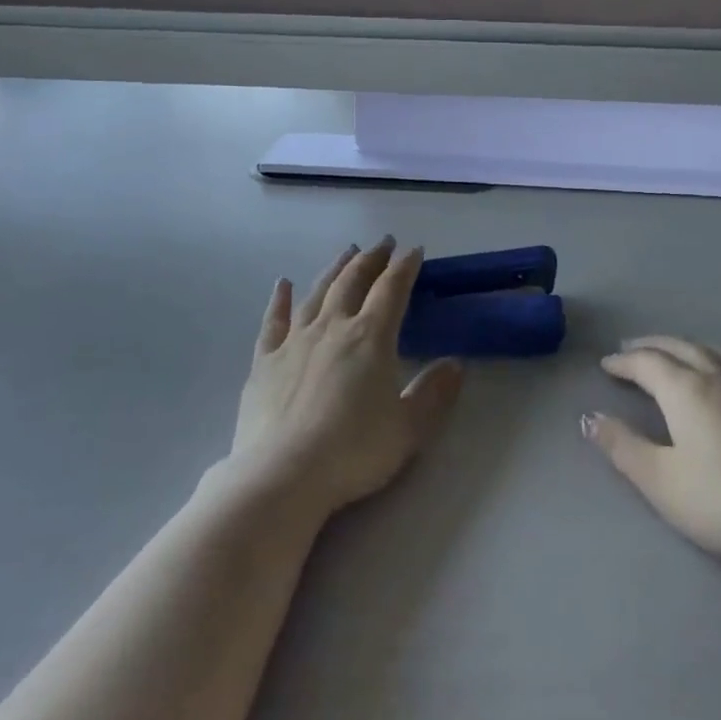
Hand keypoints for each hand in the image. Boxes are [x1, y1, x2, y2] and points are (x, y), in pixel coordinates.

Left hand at [232, 239, 463, 517]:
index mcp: (370, 337)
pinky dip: (280, 299)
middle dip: (371, 259)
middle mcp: (332, 327)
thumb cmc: (353, 451)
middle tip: (383, 244)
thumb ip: (434, 393)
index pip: (392, 290)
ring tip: (346, 252)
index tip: (414, 250)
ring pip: (317, 292)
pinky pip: (274, 320)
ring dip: (334, 269)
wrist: (282, 475)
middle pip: (353, 281)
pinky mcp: (264, 361)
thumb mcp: (408, 428)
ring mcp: (294, 341)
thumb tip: (456, 364)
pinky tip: (283, 284)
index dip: (405, 267)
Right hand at [584, 336, 720, 576]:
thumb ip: (622, 447)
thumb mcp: (662, 483)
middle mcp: (720, 376)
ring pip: (714, 350)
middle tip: (631, 349)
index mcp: (687, 390)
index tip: (606, 366)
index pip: (647, 363)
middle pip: (680, 347)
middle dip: (651, 346)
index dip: (623, 362)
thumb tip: (589, 417)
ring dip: (685, 346)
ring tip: (673, 353)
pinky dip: (717, 357)